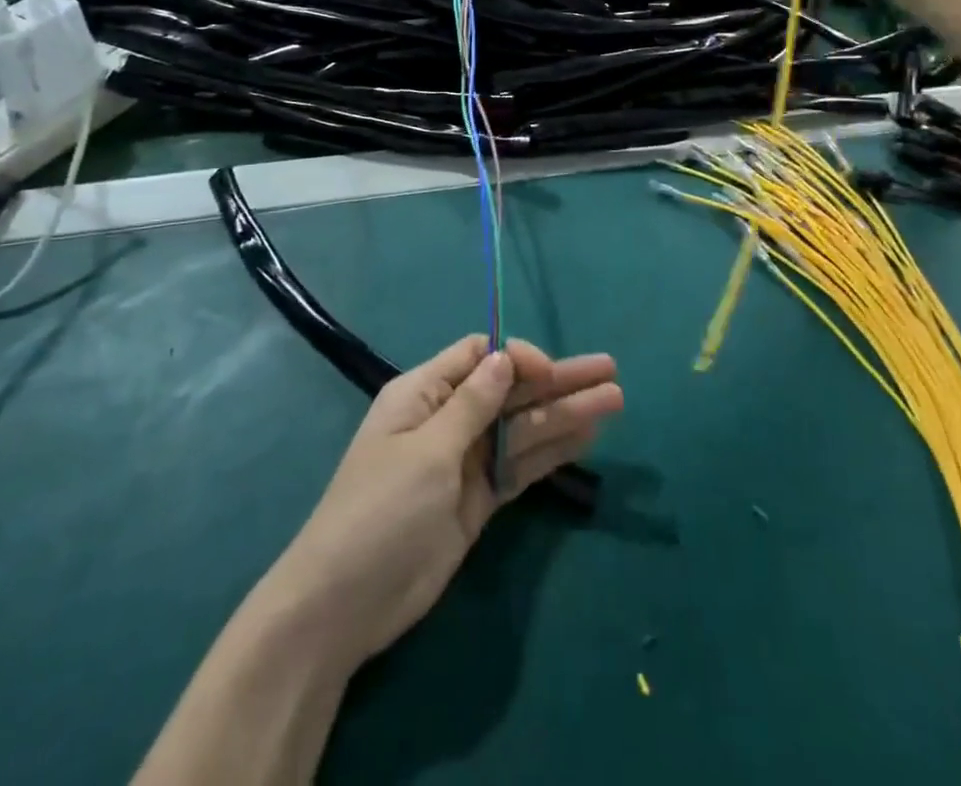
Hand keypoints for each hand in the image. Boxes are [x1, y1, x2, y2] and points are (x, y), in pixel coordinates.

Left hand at [261, 336, 621, 670]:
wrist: (345, 604)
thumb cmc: (379, 510)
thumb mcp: (426, 450)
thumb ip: (472, 405)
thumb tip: (505, 357)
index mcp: (424, 393)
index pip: (480, 356)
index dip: (517, 356)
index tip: (549, 371)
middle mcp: (449, 419)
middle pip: (512, 391)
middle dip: (559, 381)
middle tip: (611, 372)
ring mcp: (466, 461)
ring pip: (524, 427)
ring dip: (566, 413)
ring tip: (615, 401)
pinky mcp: (479, 500)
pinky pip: (522, 466)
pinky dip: (552, 451)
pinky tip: (587, 438)